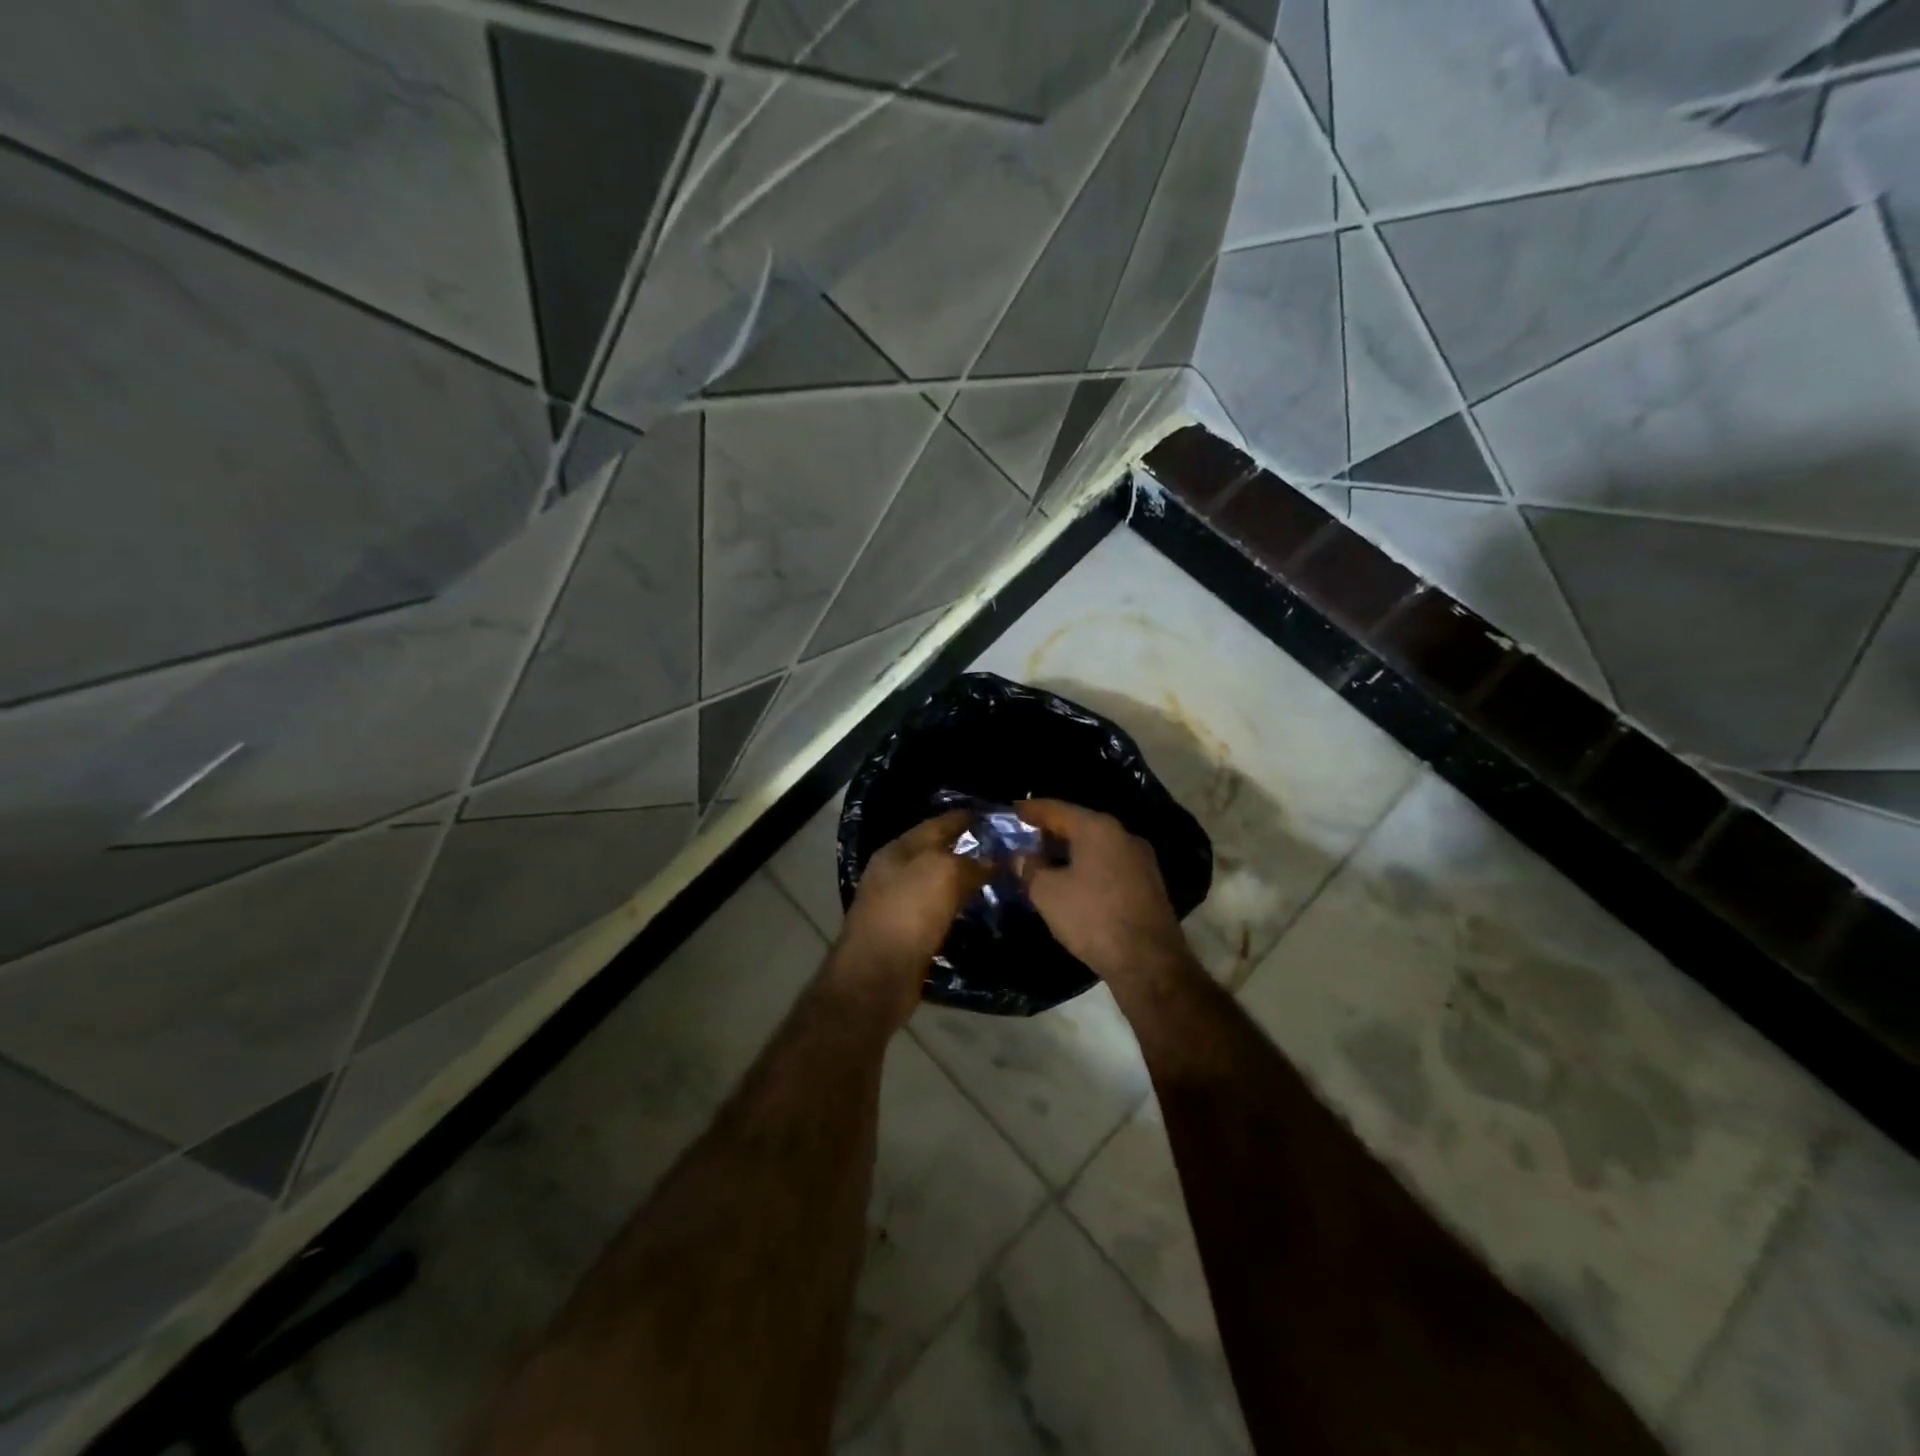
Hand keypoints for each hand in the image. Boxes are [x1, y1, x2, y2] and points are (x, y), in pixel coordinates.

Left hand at [831, 810, 986, 1028]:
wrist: (876, 976)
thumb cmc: (908, 913)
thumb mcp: (943, 874)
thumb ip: (970, 863)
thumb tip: (993, 862)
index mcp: (898, 850)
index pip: (937, 824)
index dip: (964, 817)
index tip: (993, 815)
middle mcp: (894, 872)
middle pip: (935, 852)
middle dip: (966, 848)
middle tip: (1002, 848)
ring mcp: (896, 904)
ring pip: (936, 883)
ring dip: (961, 879)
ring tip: (995, 877)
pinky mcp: (905, 933)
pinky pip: (936, 911)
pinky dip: (955, 906)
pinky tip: (974, 909)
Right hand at [1016, 800, 1193, 995]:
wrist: (1148, 962)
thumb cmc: (1092, 918)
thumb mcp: (1047, 893)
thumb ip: (1029, 868)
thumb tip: (1020, 857)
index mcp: (1097, 828)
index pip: (1056, 809)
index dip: (1030, 810)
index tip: (1011, 811)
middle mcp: (1123, 835)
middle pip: (1078, 825)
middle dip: (1049, 832)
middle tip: (1023, 839)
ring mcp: (1140, 859)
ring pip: (1095, 846)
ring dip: (1068, 852)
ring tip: (1043, 862)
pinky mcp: (1147, 884)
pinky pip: (1108, 865)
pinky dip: (1086, 867)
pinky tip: (1071, 882)